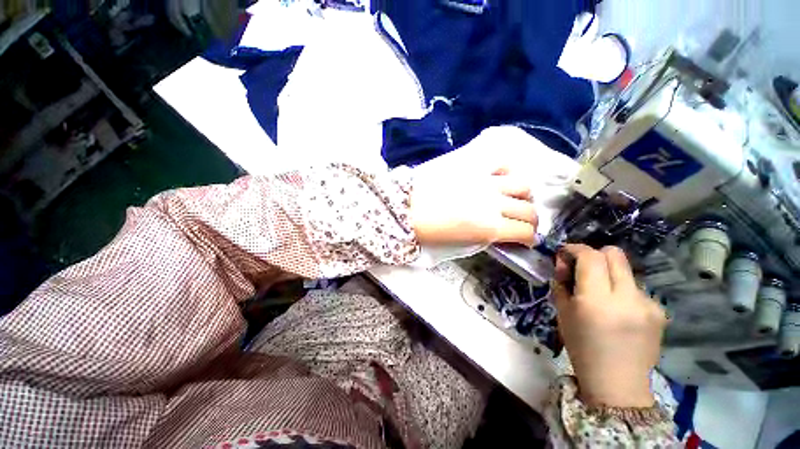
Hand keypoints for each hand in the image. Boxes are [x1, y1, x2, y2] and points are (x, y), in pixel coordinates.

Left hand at [410, 166, 537, 246]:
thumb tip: (499, 231)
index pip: (524, 232)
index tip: (526, 239)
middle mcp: (494, 203)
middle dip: (531, 220)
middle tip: (523, 222)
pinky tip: (502, 179)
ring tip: (516, 200)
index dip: (530, 238)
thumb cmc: (430, 231)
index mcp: (489, 227)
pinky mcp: (474, 167)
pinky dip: (507, 173)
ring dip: (524, 196)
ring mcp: (486, 182)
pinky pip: (501, 164)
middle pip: (529, 210)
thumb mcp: (460, 242)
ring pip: (522, 186)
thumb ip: (485, 236)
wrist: (407, 208)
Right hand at [553, 245, 666, 407]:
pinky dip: (622, 291)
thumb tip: (564, 261)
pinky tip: (619, 310)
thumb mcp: (562, 312)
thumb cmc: (581, 347)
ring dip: (609, 274)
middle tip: (583, 268)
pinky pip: (636, 288)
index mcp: (597, 301)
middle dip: (595, 254)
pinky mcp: (660, 311)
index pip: (591, 257)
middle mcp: (627, 298)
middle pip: (615, 255)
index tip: (566, 252)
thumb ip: (562, 282)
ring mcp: (648, 304)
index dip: (576, 248)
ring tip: (602, 294)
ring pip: (626, 270)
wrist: (617, 383)